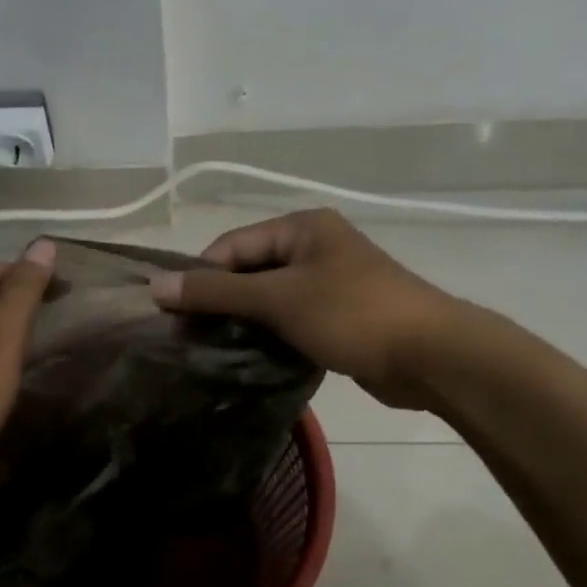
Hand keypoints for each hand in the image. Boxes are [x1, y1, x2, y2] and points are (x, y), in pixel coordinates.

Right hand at [150, 209, 466, 409]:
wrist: (430, 356)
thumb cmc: (352, 314)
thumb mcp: (278, 299)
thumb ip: (216, 292)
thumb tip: (156, 286)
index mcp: (301, 227)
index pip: (231, 245)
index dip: (200, 278)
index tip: (174, 318)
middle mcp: (314, 248)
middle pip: (248, 271)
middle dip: (220, 303)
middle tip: (191, 340)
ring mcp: (328, 284)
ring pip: (267, 299)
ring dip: (242, 323)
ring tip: (213, 353)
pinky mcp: (337, 317)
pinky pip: (288, 321)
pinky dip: (267, 336)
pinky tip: (249, 360)